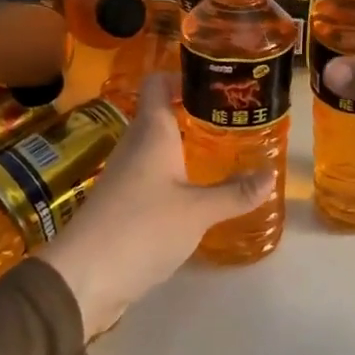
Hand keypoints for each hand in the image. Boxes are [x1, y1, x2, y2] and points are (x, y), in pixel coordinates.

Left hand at [41, 75, 270, 339]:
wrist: (83, 279)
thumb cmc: (142, 229)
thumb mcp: (198, 212)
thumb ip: (235, 193)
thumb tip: (271, 175)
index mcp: (151, 133)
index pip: (158, 84)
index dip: (183, 76)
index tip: (217, 83)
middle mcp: (135, 146)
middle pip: (161, 114)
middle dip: (196, 113)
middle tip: (234, 120)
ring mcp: (125, 176)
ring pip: (158, 147)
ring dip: (186, 146)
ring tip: (225, 153)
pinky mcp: (122, 204)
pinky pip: (153, 176)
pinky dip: (176, 176)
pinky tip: (198, 192)